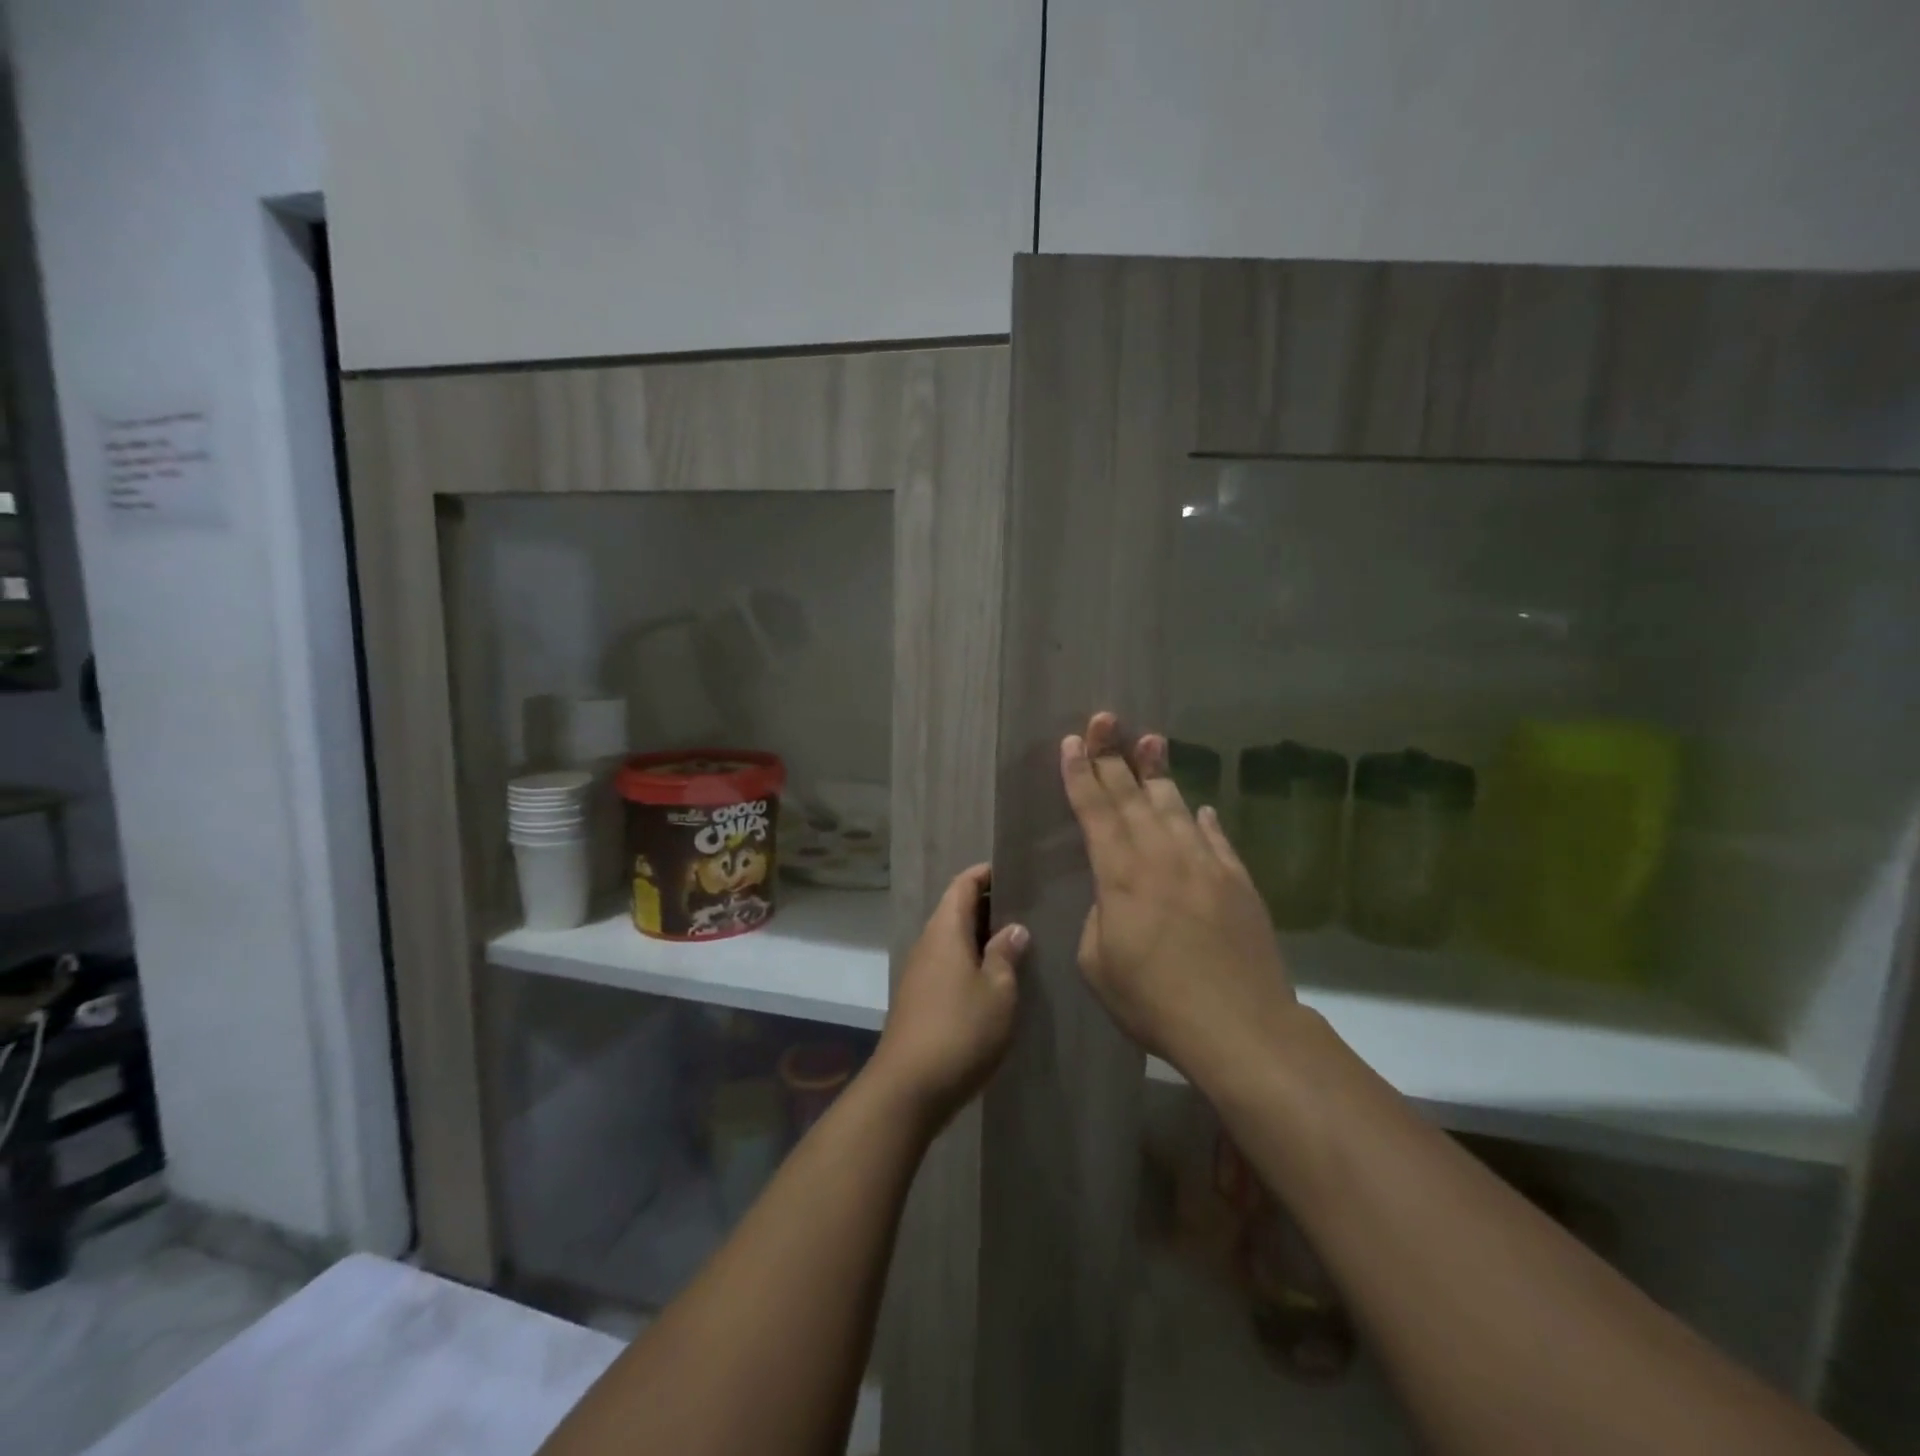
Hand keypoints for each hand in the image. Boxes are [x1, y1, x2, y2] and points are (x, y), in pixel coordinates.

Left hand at [869, 864, 1026, 1128]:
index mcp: (945, 931)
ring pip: (952, 939)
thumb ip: (1006, 955)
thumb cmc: (960, 1030)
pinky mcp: (919, 999)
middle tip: (1026, 908)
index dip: (985, 874)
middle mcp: (928, 943)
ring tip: (1017, 942)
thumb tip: (1013, 928)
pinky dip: (970, 960)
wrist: (908, 1089)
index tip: (1013, 872)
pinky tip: (994, 979)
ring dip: (980, 936)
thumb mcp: (998, 991)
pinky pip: (947, 964)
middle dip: (988, 905)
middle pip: (955, 910)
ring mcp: (920, 972)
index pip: (962, 885)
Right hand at [1061, 712, 1296, 1077]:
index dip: (1079, 774)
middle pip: (1131, 795)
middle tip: (1104, 718)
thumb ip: (1098, 919)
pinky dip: (1201, 820)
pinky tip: (1197, 807)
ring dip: (1158, 773)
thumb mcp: (1097, 965)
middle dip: (1112, 754)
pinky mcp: (1238, 882)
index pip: (1094, 811)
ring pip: (1174, 806)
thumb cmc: (1154, 1001)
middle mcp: (1161, 855)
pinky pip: (1215, 839)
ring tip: (1151, 740)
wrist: (1239, 1025)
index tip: (1070, 742)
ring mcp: (1204, 864)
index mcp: (1120, 874)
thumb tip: (1114, 899)